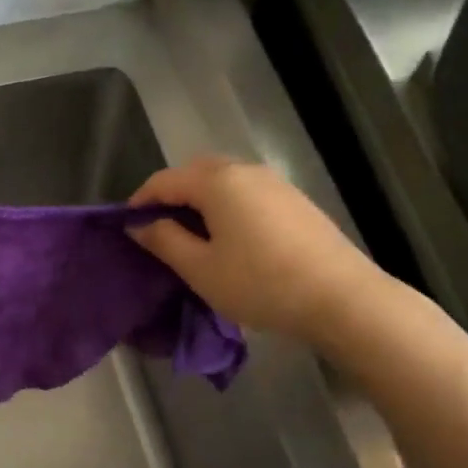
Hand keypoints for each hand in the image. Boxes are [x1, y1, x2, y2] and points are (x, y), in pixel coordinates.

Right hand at [129, 155, 390, 349]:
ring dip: (200, 203)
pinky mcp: (295, 201)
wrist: (339, 297)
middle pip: (195, 173)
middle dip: (171, 197)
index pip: (164, 180)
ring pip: (224, 183)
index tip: (127, 229)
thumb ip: (164, 241)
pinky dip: (227, 208)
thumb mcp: (200, 268)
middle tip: (159, 233)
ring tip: (192, 239)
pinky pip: (247, 195)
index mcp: (217, 181)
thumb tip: (139, 225)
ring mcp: (275, 184)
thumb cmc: (259, 283)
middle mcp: (245, 171)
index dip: (140, 201)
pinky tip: (230, 241)